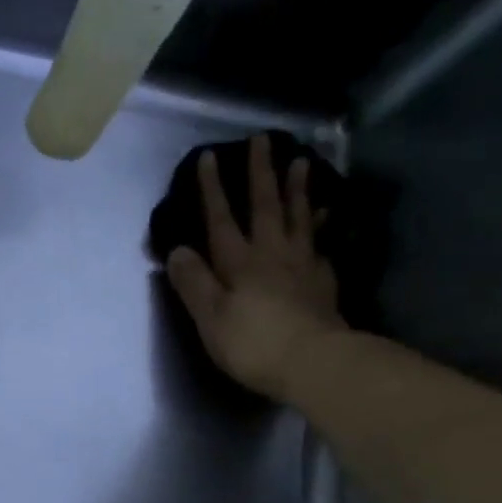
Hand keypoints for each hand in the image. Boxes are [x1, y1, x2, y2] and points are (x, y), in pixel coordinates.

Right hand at [165, 131, 347, 403]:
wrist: (315, 363)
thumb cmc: (254, 344)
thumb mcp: (210, 317)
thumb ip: (193, 283)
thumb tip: (177, 250)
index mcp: (239, 263)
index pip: (221, 219)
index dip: (212, 189)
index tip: (209, 157)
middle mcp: (271, 254)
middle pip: (265, 207)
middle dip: (260, 173)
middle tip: (263, 139)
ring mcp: (302, 266)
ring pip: (299, 218)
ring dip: (297, 189)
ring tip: (301, 162)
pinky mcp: (324, 283)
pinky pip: (321, 245)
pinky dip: (321, 229)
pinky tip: (324, 221)